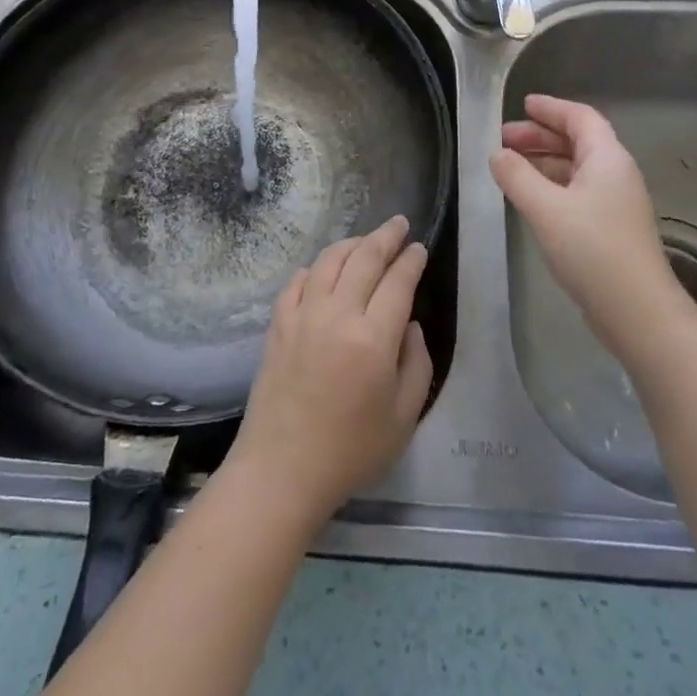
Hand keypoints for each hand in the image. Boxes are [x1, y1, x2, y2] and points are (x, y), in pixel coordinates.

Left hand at [225, 215, 433, 526]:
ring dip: (350, 244)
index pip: (397, 282)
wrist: (282, 470)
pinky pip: (297, 282)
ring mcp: (302, 316)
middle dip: (385, 237)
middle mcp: (337, 315)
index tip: (419, 248)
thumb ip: (416, 363)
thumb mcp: (404, 416)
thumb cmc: (351, 451)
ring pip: (328, 261)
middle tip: (398, 224)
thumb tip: (408, 325)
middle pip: (364, 259)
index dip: (411, 260)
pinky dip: (314, 268)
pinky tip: (322, 270)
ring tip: (365, 240)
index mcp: (373, 338)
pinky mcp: (277, 325)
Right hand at [490, 94, 696, 361]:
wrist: (637, 311)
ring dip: (544, 162)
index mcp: (608, 159)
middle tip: (504, 138)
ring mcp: (615, 203)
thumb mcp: (546, 208)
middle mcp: (616, 174)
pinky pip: (577, 192)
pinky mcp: (610, 229)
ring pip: (576, 169)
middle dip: (540, 136)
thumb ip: (517, 177)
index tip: (523, 105)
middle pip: (578, 141)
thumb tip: (497, 154)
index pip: (580, 118)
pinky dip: (551, 186)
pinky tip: (530, 199)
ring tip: (509, 166)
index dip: (551, 108)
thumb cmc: (593, 249)